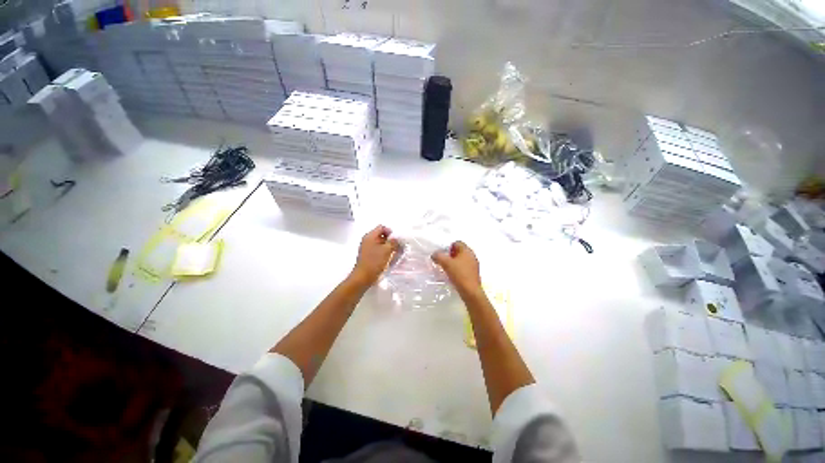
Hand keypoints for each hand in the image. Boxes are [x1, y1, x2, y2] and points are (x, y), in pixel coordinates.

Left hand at [351, 225, 398, 285]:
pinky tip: (390, 259)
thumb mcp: (387, 250)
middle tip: (398, 247)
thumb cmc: (375, 262)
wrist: (363, 277)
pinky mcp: (369, 256)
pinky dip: (385, 253)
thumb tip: (397, 239)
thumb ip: (393, 242)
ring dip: (389, 247)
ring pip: (381, 244)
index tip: (396, 240)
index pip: (382, 227)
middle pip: (382, 235)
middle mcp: (368, 240)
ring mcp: (367, 248)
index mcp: (370, 236)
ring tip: (396, 254)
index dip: (390, 232)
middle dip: (391, 240)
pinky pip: (379, 250)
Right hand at [431, 241, 482, 296]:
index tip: (443, 254)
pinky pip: (465, 267)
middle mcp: (472, 255)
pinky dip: (459, 269)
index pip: (457, 243)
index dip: (449, 247)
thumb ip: (438, 256)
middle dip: (451, 255)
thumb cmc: (459, 274)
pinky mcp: (474, 273)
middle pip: (460, 251)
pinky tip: (453, 275)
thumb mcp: (446, 263)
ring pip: (462, 260)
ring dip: (455, 262)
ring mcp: (474, 265)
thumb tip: (434, 254)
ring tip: (447, 269)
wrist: (470, 291)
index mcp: (466, 250)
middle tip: (444, 261)